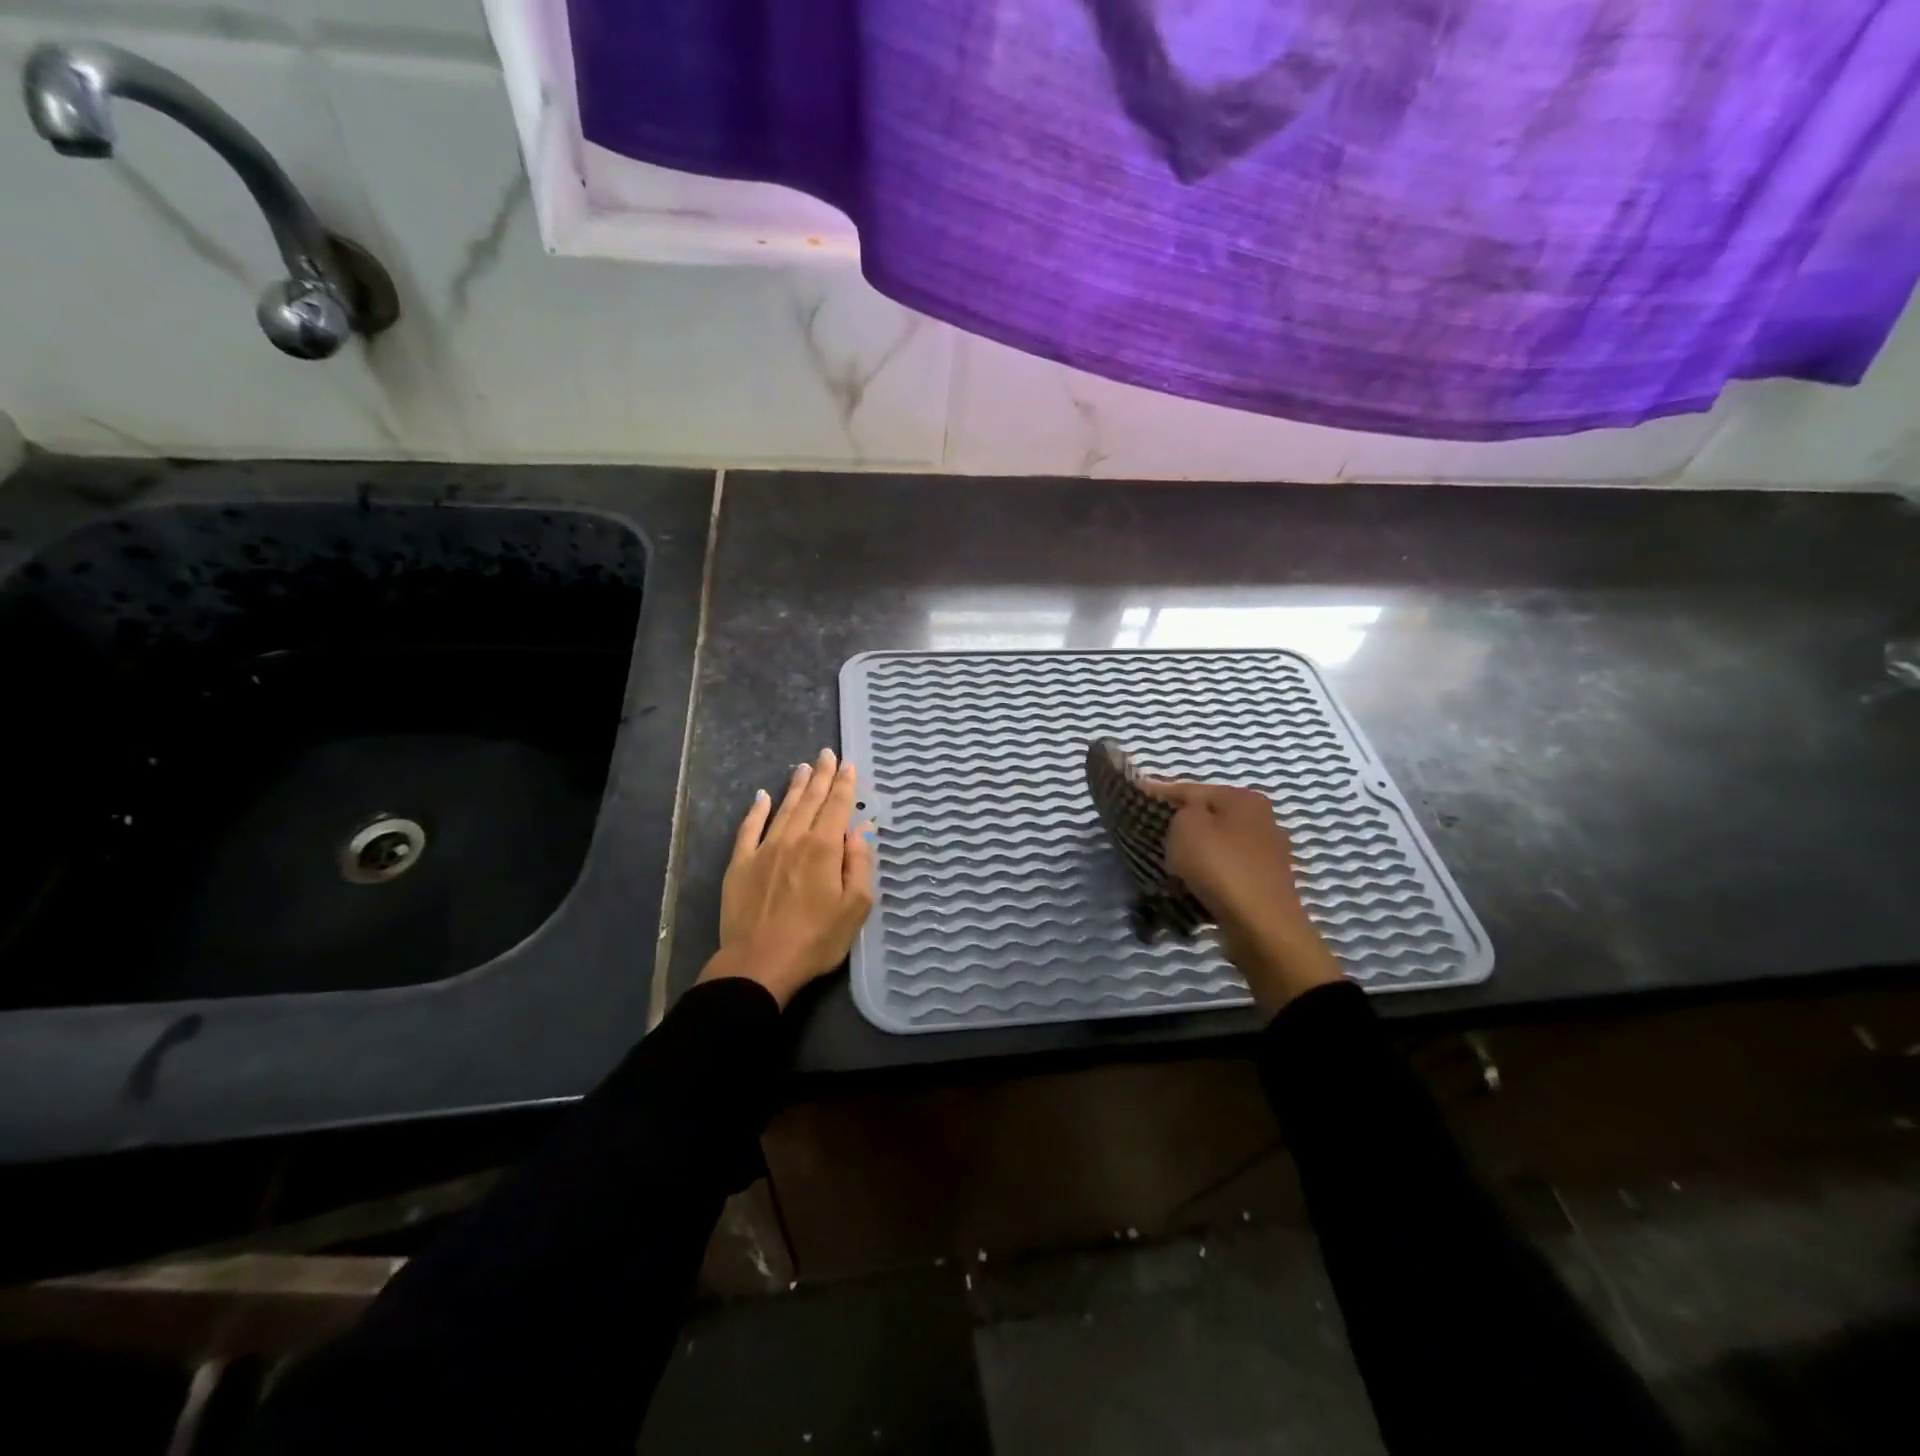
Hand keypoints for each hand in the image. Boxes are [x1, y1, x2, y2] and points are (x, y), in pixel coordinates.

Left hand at [699, 747, 875, 1008]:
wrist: (759, 963)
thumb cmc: (816, 939)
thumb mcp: (855, 907)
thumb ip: (860, 863)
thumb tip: (862, 829)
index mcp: (824, 848)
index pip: (838, 806)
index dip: (845, 784)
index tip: (848, 764)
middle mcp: (794, 839)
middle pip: (811, 800)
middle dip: (822, 776)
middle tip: (826, 755)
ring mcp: (764, 849)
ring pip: (784, 808)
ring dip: (795, 787)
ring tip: (803, 768)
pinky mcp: (740, 864)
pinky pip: (749, 829)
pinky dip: (757, 810)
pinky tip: (761, 796)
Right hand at [1145, 779, 1344, 1013]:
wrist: (1260, 925)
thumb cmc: (1220, 865)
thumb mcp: (1186, 825)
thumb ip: (1178, 810)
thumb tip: (1181, 814)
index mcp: (1244, 798)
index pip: (1190, 789)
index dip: (1158, 794)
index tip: (1133, 801)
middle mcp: (1261, 819)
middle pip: (1208, 816)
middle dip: (1179, 824)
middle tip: (1149, 834)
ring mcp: (1267, 853)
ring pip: (1217, 844)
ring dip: (1194, 851)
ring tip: (1167, 862)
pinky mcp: (1265, 883)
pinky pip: (1226, 869)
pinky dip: (1208, 873)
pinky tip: (1191, 883)